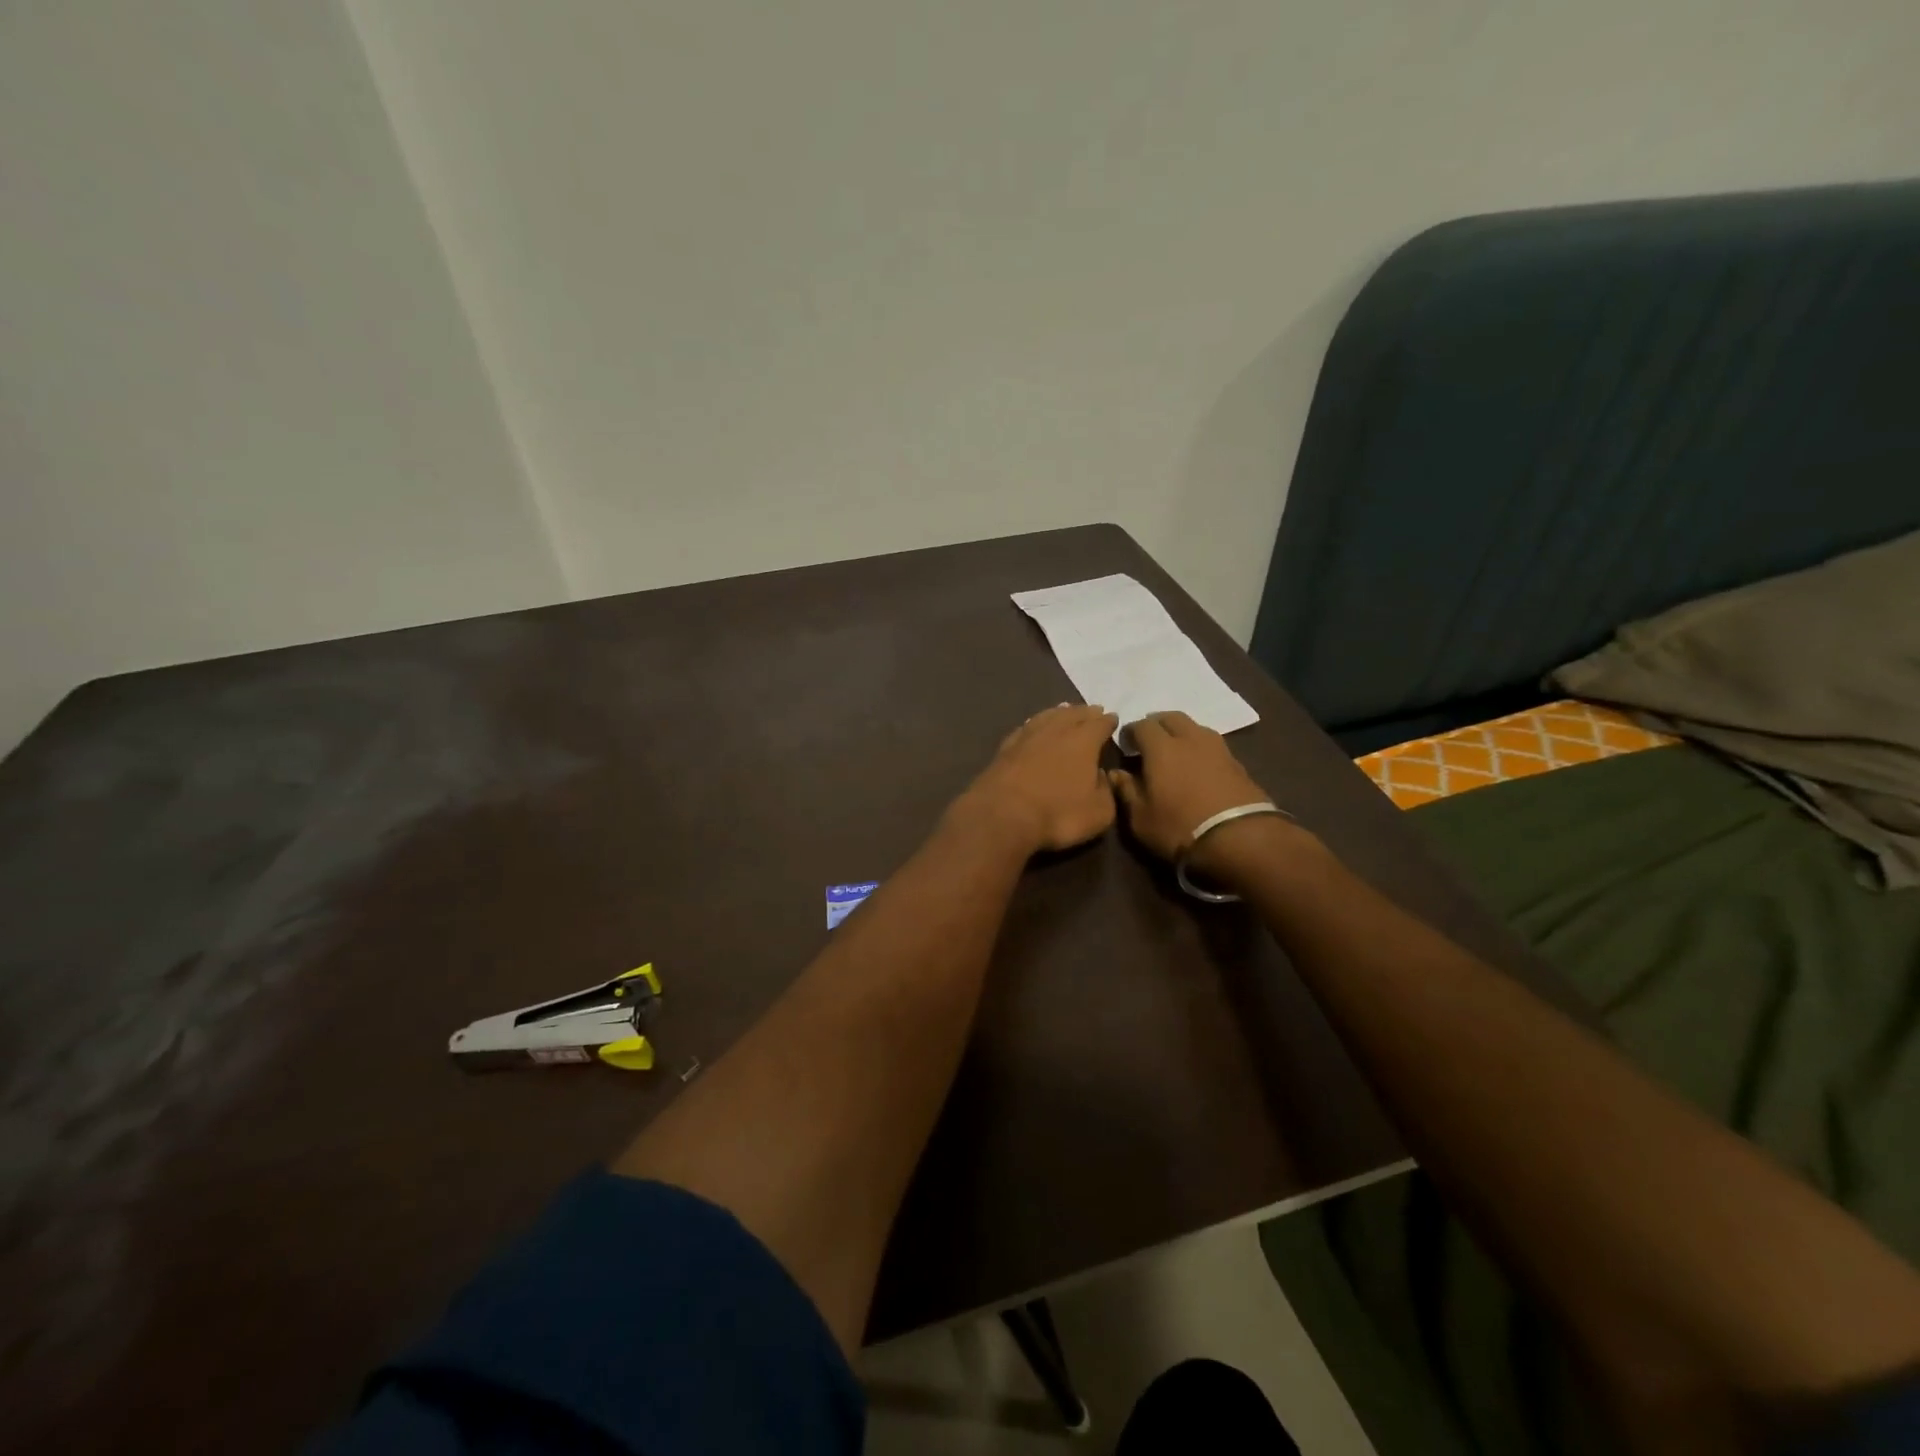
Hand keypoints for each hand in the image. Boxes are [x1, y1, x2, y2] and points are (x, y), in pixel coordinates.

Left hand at [953, 704, 1119, 853]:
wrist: (1002, 814)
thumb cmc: (1057, 813)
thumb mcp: (1099, 812)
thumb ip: (1106, 791)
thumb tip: (1101, 776)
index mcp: (1083, 740)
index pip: (1100, 724)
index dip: (1108, 721)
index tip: (1113, 718)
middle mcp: (1056, 730)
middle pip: (1074, 713)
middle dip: (1085, 712)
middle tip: (1093, 710)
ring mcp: (1028, 735)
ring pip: (1048, 716)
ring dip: (1060, 712)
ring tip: (1066, 710)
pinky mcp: (1005, 747)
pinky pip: (1026, 728)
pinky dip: (1035, 724)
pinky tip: (1034, 726)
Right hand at [1109, 711, 1273, 869]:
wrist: (1241, 839)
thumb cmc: (1180, 827)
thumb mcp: (1141, 818)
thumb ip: (1126, 791)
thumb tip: (1115, 773)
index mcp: (1162, 748)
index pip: (1142, 725)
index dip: (1131, 732)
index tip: (1125, 744)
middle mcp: (1190, 739)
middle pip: (1171, 717)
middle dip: (1157, 724)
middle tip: (1149, 741)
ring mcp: (1218, 749)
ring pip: (1195, 727)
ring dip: (1182, 733)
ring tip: (1175, 750)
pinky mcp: (1238, 763)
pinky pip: (1213, 745)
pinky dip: (1200, 748)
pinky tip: (1198, 765)